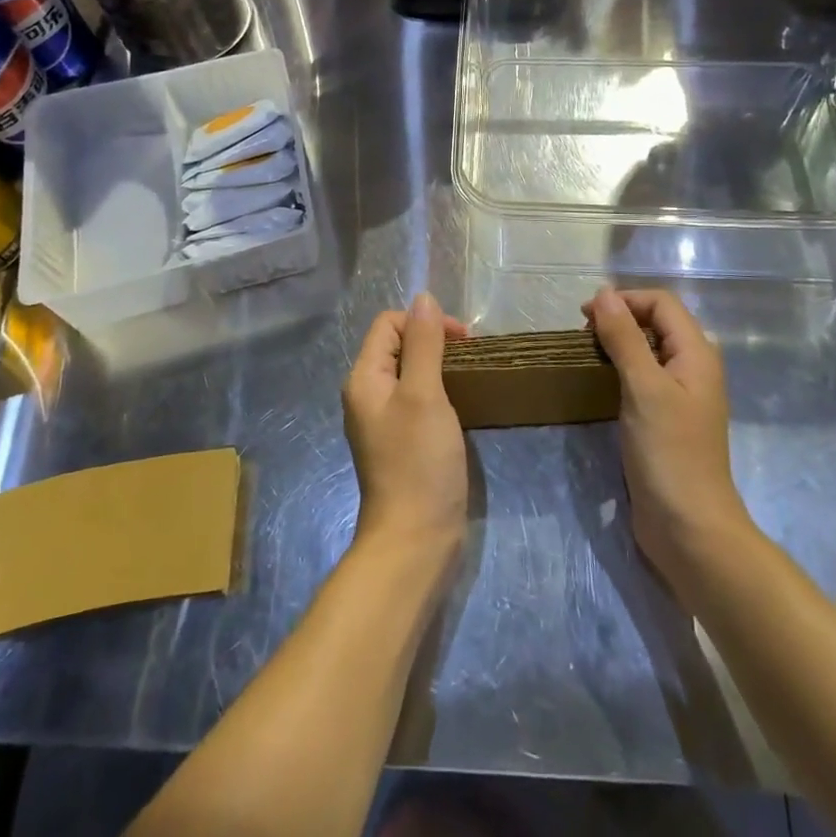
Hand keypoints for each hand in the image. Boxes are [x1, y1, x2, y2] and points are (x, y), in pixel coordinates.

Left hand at [343, 293, 470, 566]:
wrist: (416, 539)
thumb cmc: (419, 461)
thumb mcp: (424, 394)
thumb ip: (424, 344)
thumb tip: (423, 298)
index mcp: (364, 378)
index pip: (388, 324)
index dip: (424, 322)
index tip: (462, 340)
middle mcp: (368, 394)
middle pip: (398, 345)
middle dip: (434, 341)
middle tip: (471, 357)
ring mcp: (384, 420)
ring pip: (410, 372)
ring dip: (439, 365)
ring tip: (469, 376)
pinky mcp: (401, 441)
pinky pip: (417, 399)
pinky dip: (439, 391)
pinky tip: (460, 404)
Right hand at [585, 287, 750, 592]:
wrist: (689, 529)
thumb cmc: (669, 452)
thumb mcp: (643, 388)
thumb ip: (624, 337)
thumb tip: (603, 294)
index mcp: (697, 353)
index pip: (661, 303)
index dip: (624, 300)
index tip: (585, 316)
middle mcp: (693, 367)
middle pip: (656, 322)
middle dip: (620, 319)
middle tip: (582, 336)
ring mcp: (681, 395)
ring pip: (648, 350)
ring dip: (618, 345)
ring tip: (586, 356)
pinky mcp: (666, 419)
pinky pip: (643, 378)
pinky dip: (621, 370)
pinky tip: (600, 384)